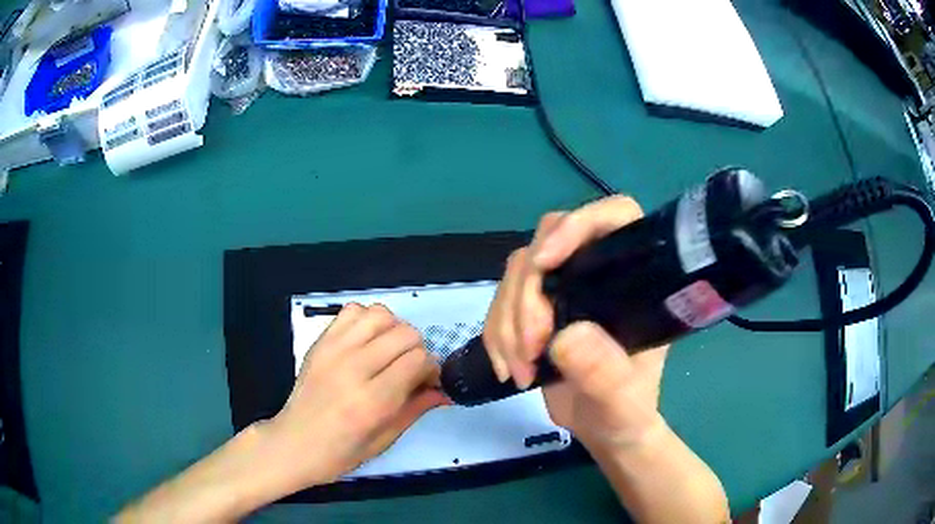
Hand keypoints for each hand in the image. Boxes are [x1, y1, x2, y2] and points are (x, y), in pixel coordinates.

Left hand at [265, 303, 447, 488]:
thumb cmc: (341, 452)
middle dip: (417, 350)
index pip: (418, 360)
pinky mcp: (321, 342)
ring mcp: (334, 350)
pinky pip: (353, 310)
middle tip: (408, 370)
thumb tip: (445, 390)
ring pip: (381, 314)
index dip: (431, 368)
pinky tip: (366, 342)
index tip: (426, 381)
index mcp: (372, 401)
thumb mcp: (386, 438)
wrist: (295, 443)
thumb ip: (417, 408)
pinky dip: (367, 320)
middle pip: (405, 333)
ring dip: (393, 330)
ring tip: (388, 352)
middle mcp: (354, 368)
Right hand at [483, 195, 667, 447]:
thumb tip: (567, 337)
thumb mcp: (624, 403)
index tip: (547, 262)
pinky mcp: (537, 308)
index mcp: (635, 280)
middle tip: (531, 348)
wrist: (602, 428)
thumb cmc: (626, 413)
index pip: (614, 217)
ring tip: (520, 370)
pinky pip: (501, 301)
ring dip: (507, 320)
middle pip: (549, 241)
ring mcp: (565, 288)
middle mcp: (598, 273)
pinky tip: (507, 367)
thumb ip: (606, 374)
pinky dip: (495, 333)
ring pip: (519, 272)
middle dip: (529, 294)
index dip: (578, 225)